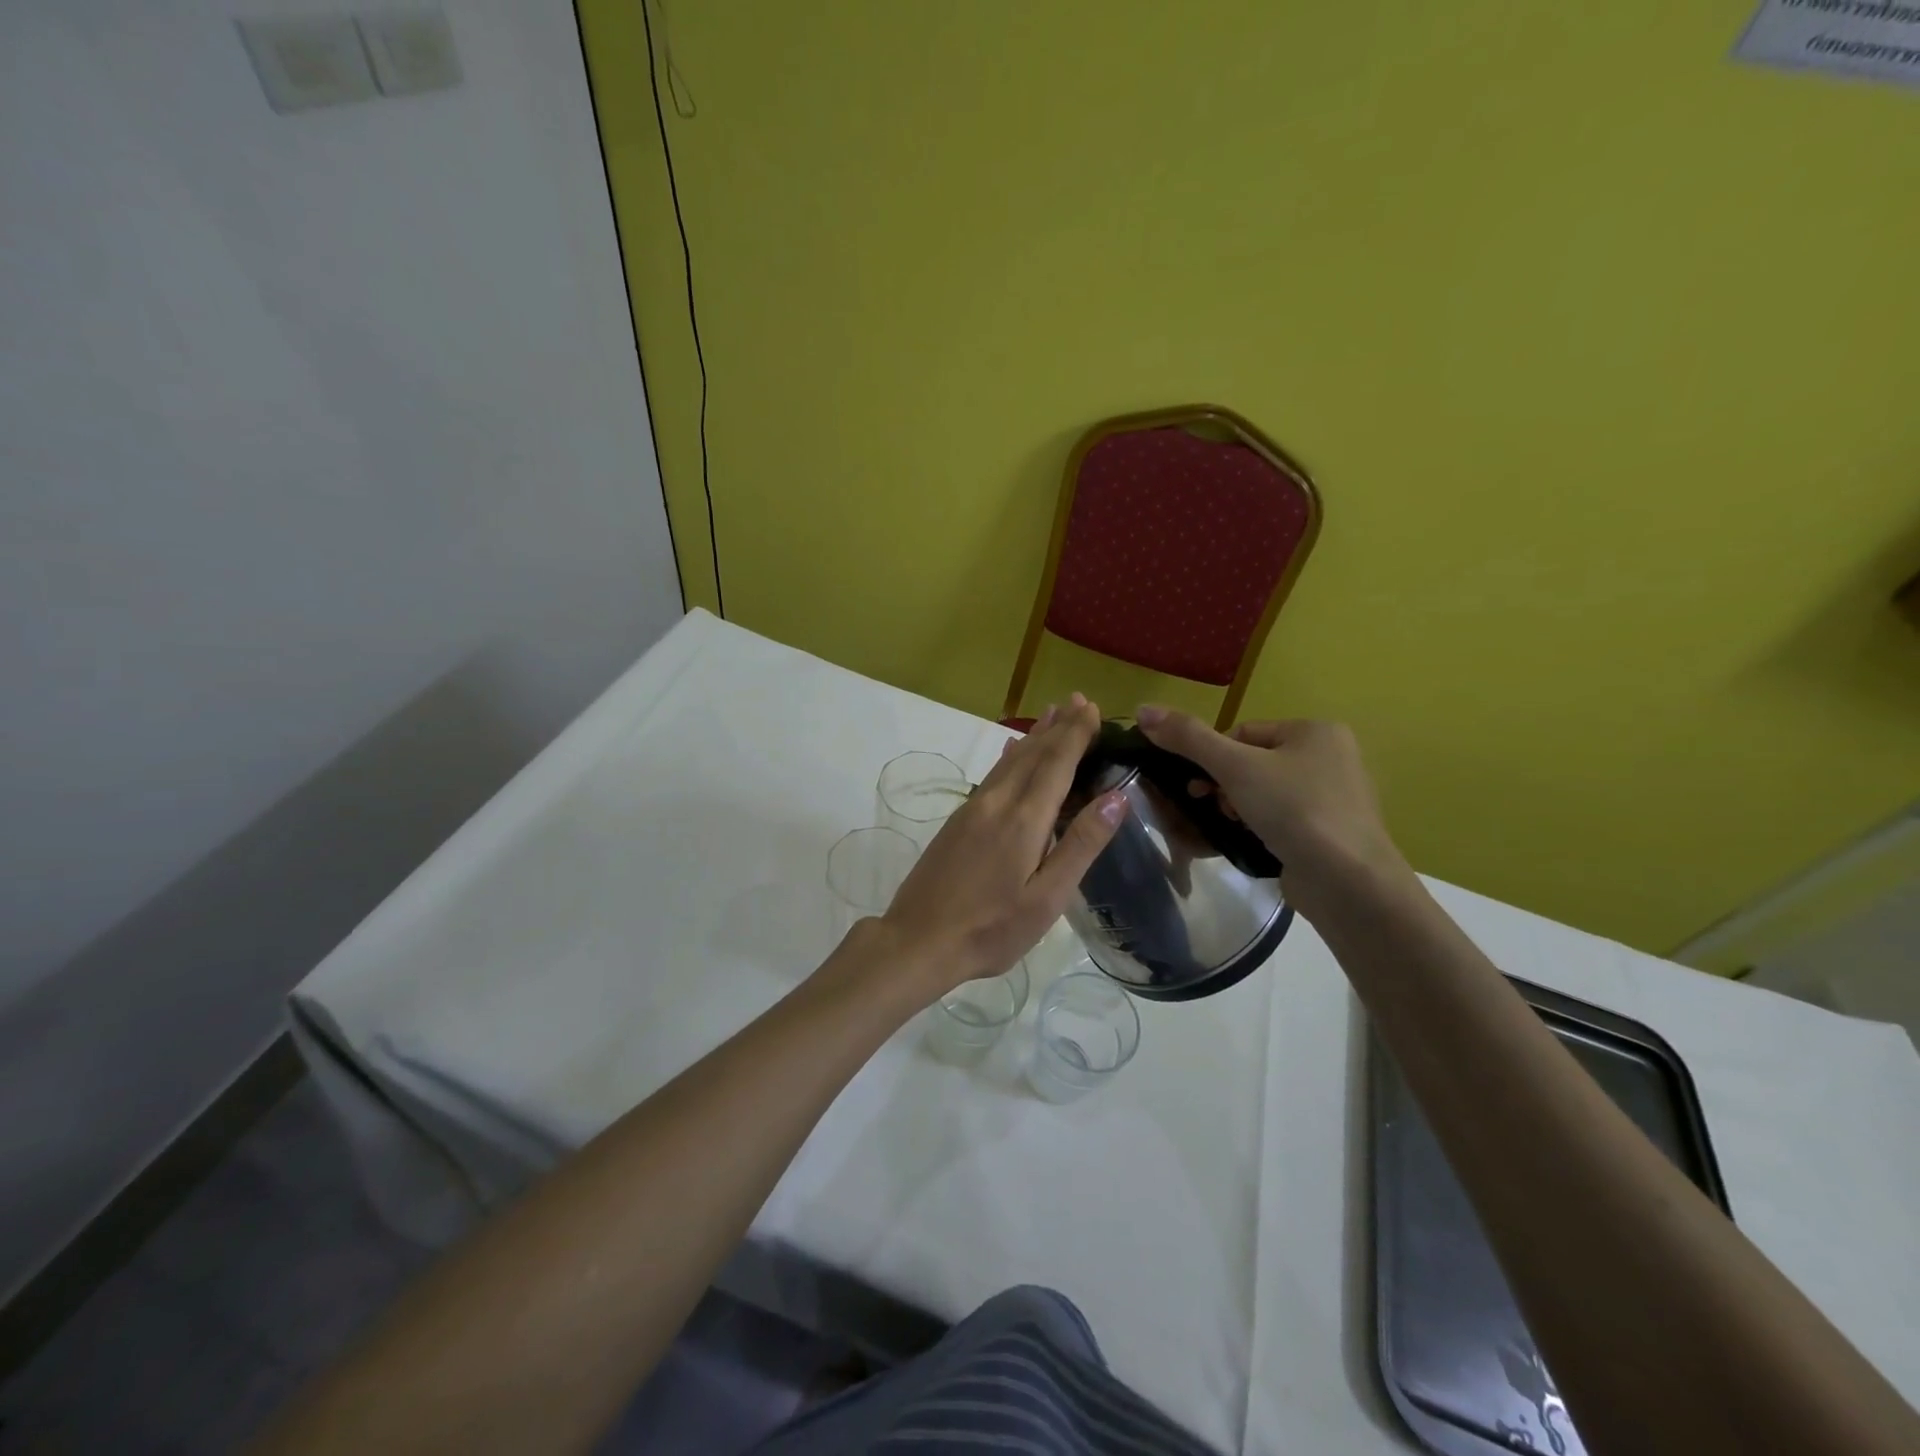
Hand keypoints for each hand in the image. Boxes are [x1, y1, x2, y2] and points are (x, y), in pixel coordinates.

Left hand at [872, 695, 1126, 996]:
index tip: (1091, 708)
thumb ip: (1081, 845)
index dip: (1075, 734)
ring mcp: (972, 809)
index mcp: (1024, 819)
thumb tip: (1116, 796)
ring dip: (1033, 736)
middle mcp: (997, 802)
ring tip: (1050, 714)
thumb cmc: (991, 928)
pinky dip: (1009, 756)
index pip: (1056, 763)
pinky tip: (1011, 751)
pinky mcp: (957, 820)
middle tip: (1076, 700)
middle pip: (1032, 754)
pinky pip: (992, 775)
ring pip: (1009, 761)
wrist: (918, 940)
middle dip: (1057, 726)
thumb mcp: (1047, 897)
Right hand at [1135, 705, 1409, 920]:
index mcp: (1315, 731)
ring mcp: (1334, 798)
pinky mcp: (1330, 833)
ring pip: (1265, 793)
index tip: (1200, 785)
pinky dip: (1260, 828)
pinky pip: (1281, 820)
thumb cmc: (1294, 810)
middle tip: (1212, 806)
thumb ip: (1188, 737)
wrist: (1348, 882)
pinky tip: (1250, 842)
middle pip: (1252, 762)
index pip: (1243, 733)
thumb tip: (1143, 709)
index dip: (1213, 757)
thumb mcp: (1234, 766)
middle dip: (1224, 785)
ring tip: (1232, 826)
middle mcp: (1331, 758)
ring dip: (1238, 807)